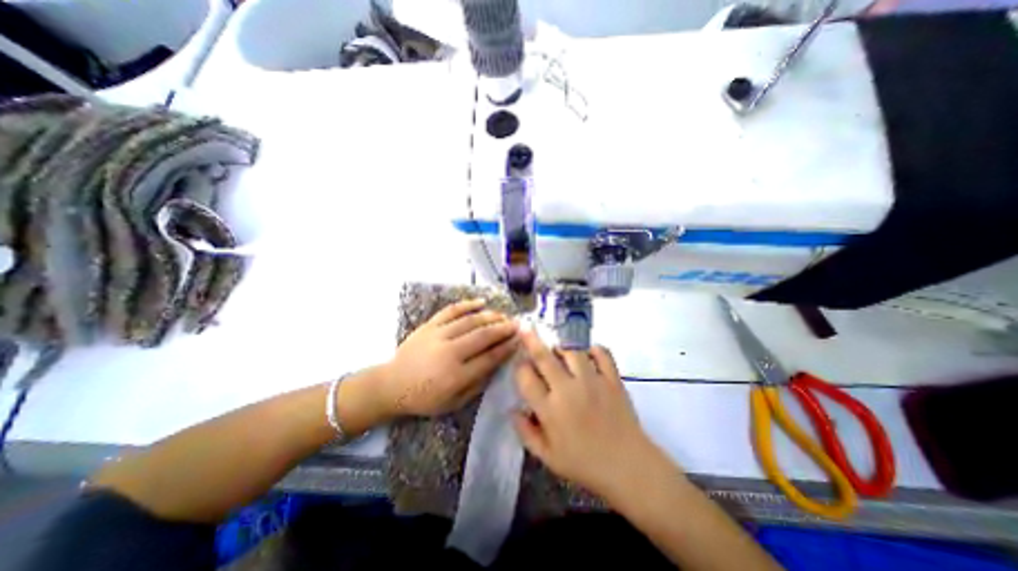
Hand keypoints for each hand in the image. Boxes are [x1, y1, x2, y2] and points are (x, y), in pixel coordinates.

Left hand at [387, 301, 520, 417]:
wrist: (392, 384)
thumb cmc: (425, 398)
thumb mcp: (454, 402)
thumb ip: (477, 384)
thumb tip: (497, 365)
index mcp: (456, 376)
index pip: (489, 358)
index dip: (507, 347)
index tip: (519, 340)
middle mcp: (449, 353)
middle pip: (483, 336)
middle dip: (504, 329)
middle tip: (517, 325)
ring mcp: (438, 335)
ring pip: (470, 321)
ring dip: (491, 316)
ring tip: (504, 315)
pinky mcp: (429, 325)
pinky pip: (451, 310)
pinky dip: (467, 304)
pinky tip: (482, 302)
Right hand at [512, 331, 664, 500]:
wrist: (629, 468)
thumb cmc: (584, 465)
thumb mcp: (547, 457)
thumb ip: (526, 432)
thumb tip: (513, 409)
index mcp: (549, 410)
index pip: (526, 378)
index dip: (520, 367)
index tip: (521, 365)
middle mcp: (568, 389)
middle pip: (544, 357)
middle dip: (531, 340)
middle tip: (525, 328)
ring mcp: (592, 381)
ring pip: (571, 351)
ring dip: (562, 347)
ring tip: (559, 351)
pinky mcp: (612, 379)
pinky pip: (602, 353)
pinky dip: (593, 349)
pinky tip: (588, 353)